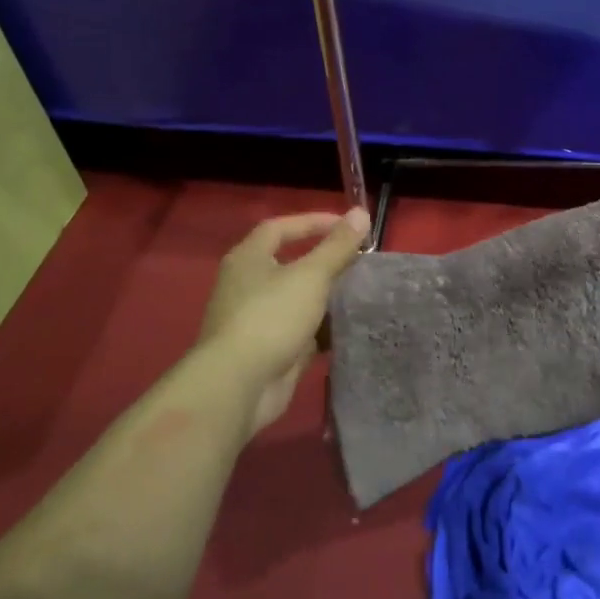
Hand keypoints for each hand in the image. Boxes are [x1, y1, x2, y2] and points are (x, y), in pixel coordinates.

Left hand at [197, 207, 369, 437]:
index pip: (281, 227)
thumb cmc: (271, 317)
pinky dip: (322, 328)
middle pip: (290, 263)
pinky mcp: (267, 350)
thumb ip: (337, 245)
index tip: (347, 226)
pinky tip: (349, 327)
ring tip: (360, 292)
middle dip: (325, 261)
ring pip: (297, 299)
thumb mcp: (311, 275)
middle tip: (358, 261)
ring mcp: (256, 320)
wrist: (239, 386)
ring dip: (326, 296)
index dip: (313, 222)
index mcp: (248, 259)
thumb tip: (361, 212)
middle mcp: (247, 285)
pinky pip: (300, 331)